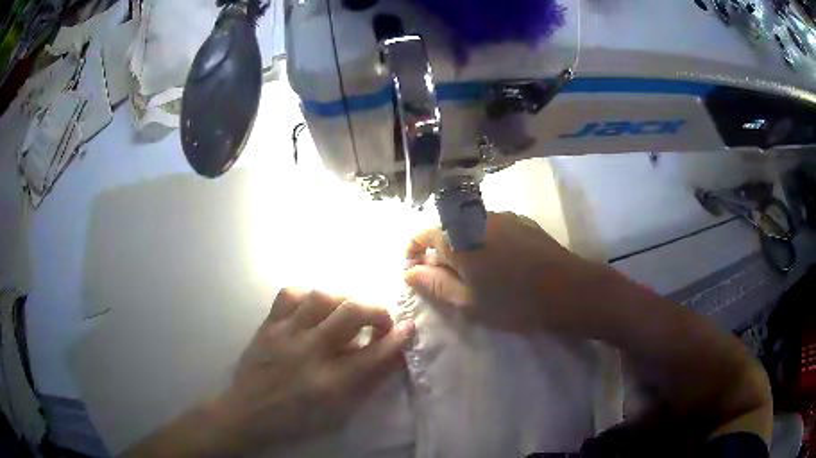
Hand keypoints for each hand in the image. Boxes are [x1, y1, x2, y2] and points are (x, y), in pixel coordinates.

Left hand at [211, 289, 414, 451]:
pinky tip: (313, 308)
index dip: (397, 338)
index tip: (408, 327)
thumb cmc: (296, 419)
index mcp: (330, 383)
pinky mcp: (268, 325)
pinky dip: (307, 296)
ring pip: (322, 297)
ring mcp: (285, 334)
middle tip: (380, 320)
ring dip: (344, 300)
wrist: (248, 412)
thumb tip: (389, 356)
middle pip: (351, 313)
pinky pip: (290, 294)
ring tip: (347, 312)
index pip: (373, 354)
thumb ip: (365, 383)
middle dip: (376, 311)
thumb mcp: (337, 412)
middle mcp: (309, 353)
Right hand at [404, 212, 613, 333]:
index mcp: (457, 236)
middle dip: (438, 252)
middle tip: (446, 280)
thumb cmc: (513, 302)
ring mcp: (502, 215)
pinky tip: (499, 263)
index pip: (420, 234)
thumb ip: (434, 284)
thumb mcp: (467, 302)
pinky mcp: (521, 220)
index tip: (415, 274)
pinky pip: (491, 227)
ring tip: (474, 273)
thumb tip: (409, 272)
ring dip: (462, 246)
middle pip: (445, 229)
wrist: (568, 290)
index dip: (412, 253)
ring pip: (468, 227)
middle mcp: (475, 217)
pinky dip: (484, 241)